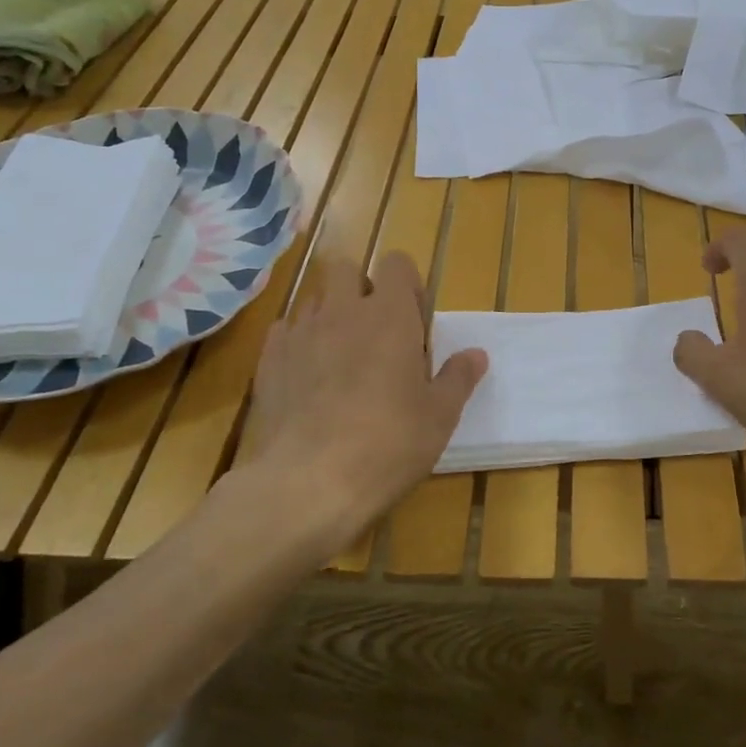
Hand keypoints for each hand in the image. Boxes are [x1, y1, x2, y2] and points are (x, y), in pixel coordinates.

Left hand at [236, 252, 485, 553]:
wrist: (306, 483)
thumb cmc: (388, 444)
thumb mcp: (439, 417)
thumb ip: (458, 378)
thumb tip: (477, 354)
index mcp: (389, 316)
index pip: (396, 264)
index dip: (407, 285)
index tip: (414, 322)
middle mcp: (342, 311)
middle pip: (346, 268)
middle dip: (361, 288)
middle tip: (376, 333)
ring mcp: (299, 333)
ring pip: (314, 299)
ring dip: (330, 314)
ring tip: (341, 357)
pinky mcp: (268, 360)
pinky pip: (285, 331)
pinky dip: (299, 342)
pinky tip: (308, 378)